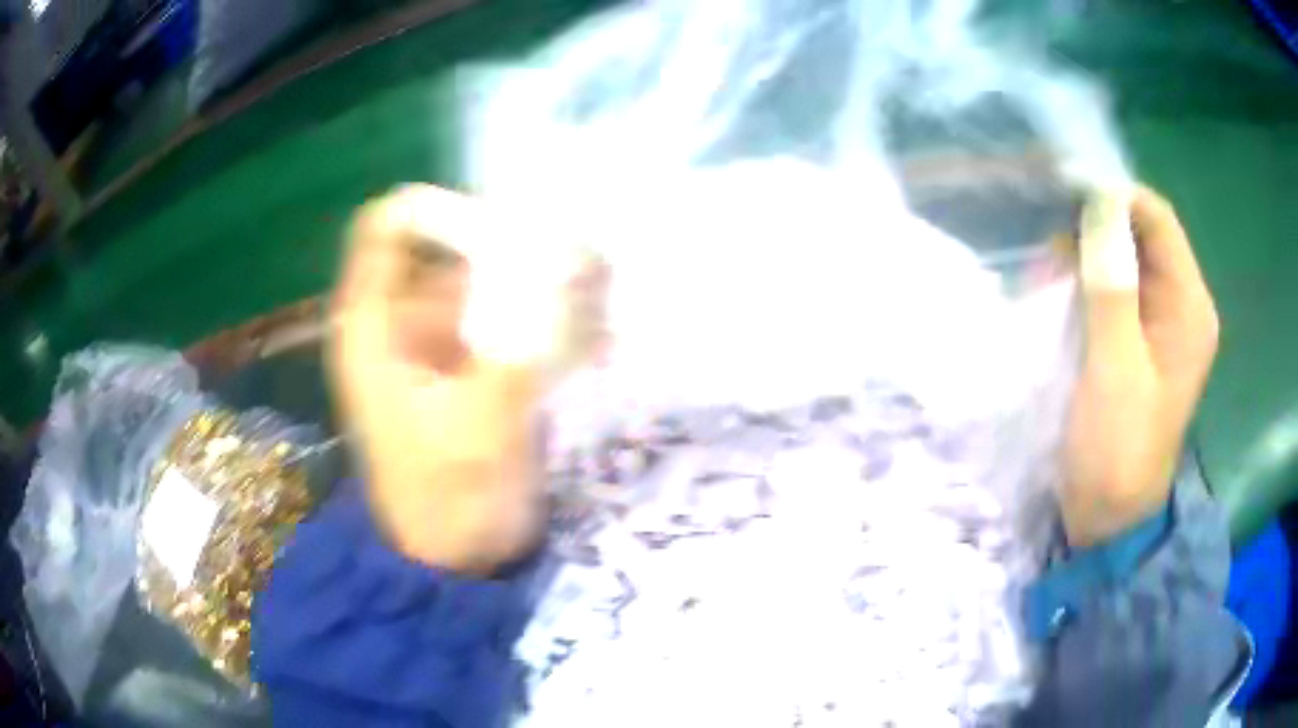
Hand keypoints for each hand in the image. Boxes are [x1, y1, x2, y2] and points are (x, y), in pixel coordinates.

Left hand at [329, 185, 605, 573]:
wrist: (454, 561)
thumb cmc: (448, 503)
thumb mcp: (479, 429)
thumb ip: (519, 344)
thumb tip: (568, 258)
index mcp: (376, 326)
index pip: (390, 225)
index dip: (443, 212)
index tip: (507, 236)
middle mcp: (405, 318)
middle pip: (454, 245)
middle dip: (521, 250)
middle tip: (588, 276)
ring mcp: (441, 338)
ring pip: (493, 277)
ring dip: (549, 286)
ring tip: (601, 320)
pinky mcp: (474, 361)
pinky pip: (514, 315)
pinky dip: (553, 320)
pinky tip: (596, 350)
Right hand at [1062, 186, 1219, 546]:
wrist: (1109, 515)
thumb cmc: (1118, 448)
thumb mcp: (1116, 369)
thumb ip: (1112, 286)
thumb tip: (1099, 203)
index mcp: (1189, 306)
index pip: (1157, 218)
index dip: (1114, 194)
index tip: (1062, 189)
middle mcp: (1179, 304)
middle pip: (1139, 233)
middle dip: (1094, 229)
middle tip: (1051, 253)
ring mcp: (1158, 322)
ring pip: (1122, 257)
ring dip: (1083, 257)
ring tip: (1048, 281)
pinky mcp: (1137, 338)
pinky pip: (1112, 287)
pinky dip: (1083, 282)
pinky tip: (1058, 299)